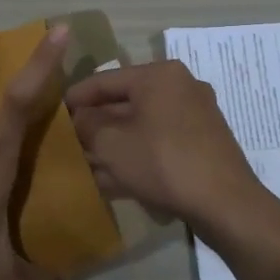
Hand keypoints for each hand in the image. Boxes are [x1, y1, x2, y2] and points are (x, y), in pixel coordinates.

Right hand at [64, 60, 265, 233]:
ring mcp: (195, 115)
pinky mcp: (203, 143)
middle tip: (69, 141)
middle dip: (96, 125)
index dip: (75, 98)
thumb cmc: (163, 162)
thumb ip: (87, 125)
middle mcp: (180, 86)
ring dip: (114, 144)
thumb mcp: (112, 144)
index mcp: (159, 75)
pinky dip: (137, 154)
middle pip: (125, 103)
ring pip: (142, 125)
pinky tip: (114, 178)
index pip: (104, 80)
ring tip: (87, 163)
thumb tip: (78, 118)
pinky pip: (159, 142)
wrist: (225, 203)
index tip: (53, 113)